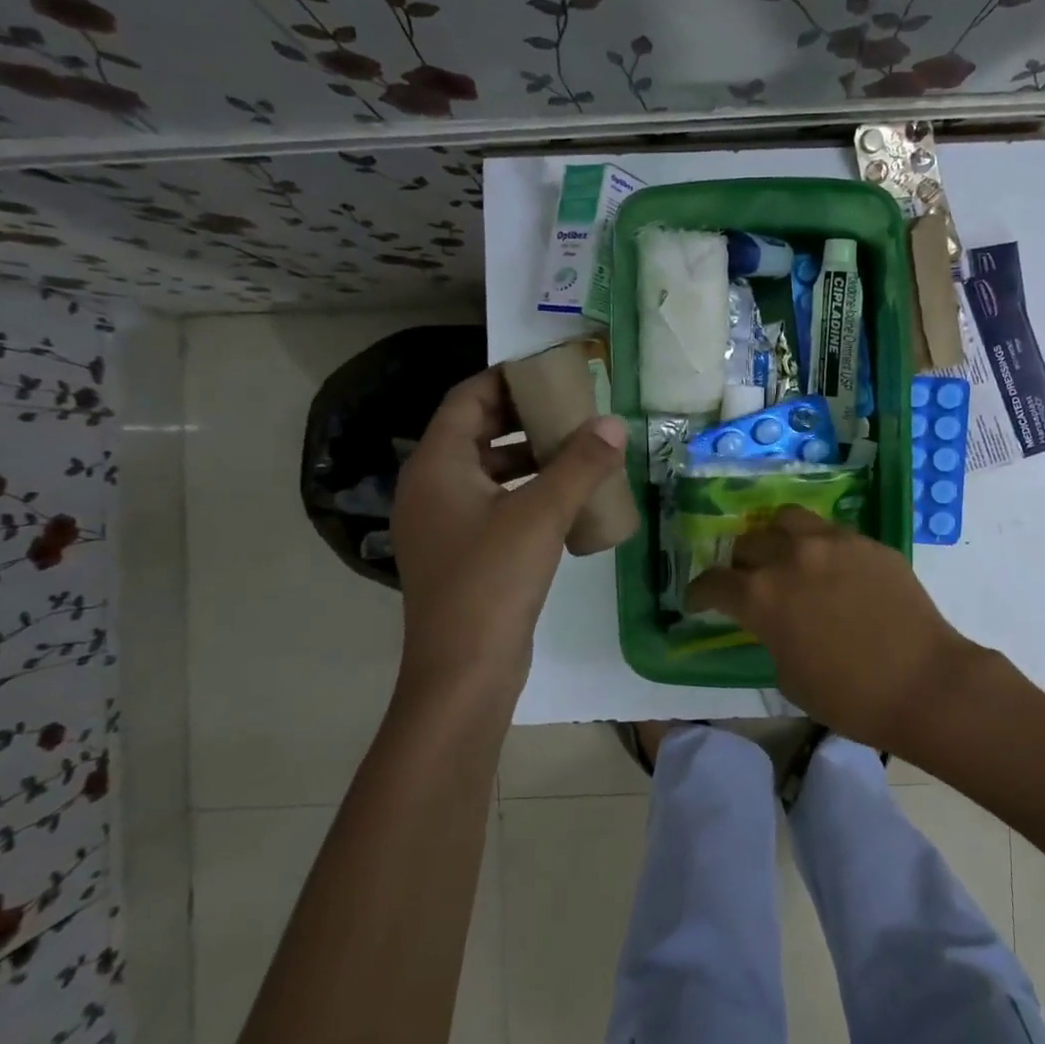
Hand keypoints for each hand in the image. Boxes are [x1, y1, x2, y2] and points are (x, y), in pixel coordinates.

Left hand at [391, 370, 626, 691]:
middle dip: (524, 416)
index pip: (468, 398)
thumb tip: (613, 423)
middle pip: (476, 431)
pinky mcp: (461, 552)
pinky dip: (525, 490)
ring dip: (529, 455)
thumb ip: (580, 464)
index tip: (553, 372)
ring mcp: (443, 522)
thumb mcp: (541, 514)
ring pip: (486, 470)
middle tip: (574, 409)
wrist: (463, 671)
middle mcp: (431, 486)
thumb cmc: (493, 580)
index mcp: (437, 465)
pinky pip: (493, 503)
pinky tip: (566, 499)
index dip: (508, 379)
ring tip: (577, 450)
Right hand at [687, 507, 979, 752]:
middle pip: (748, 543)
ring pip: (786, 519)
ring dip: (775, 538)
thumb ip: (769, 635)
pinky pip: (829, 531)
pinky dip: (817, 545)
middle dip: (740, 565)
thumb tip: (771, 621)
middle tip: (748, 583)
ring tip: (784, 556)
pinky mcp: (866, 541)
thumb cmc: (849, 697)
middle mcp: (790, 557)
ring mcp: (832, 542)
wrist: (924, 683)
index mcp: (761, 596)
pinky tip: (830, 568)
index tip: (698, 601)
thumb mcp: (787, 675)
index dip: (699, 593)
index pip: (713, 583)